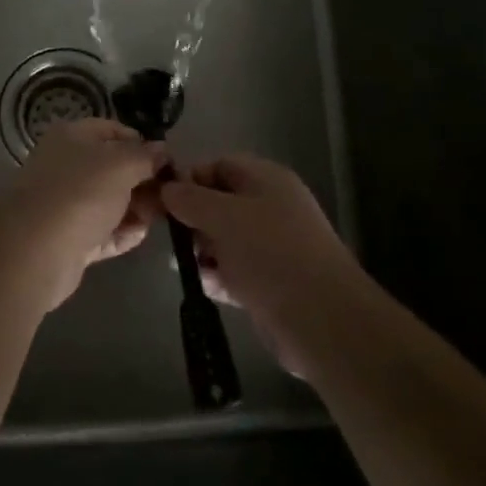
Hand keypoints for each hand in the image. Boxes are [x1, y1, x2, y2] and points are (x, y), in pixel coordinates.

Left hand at [0, 118, 165, 310]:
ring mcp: (66, 204)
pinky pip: (102, 231)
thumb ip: (146, 156)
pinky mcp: (69, 239)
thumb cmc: (81, 193)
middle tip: (170, 194)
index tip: (168, 161)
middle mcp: (66, 166)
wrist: (36, 251)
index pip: (113, 130)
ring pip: (110, 201)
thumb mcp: (121, 165)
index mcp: (72, 137)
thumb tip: (163, 150)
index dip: (142, 142)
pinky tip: (141, 235)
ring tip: (161, 217)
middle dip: (143, 180)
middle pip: (113, 168)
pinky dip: (121, 233)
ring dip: (136, 208)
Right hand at [161, 155, 360, 379]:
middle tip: (172, 237)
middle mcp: (271, 208)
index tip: (162, 200)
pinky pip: (235, 271)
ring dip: (203, 251)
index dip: (190, 178)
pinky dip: (218, 277)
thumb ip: (190, 199)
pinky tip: (204, 286)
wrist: (322, 320)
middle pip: (221, 203)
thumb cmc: (270, 253)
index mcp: (267, 180)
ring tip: (183, 265)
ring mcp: (273, 247)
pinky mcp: (271, 284)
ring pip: (225, 239)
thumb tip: (167, 188)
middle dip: (193, 218)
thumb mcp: (222, 216)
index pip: (220, 165)